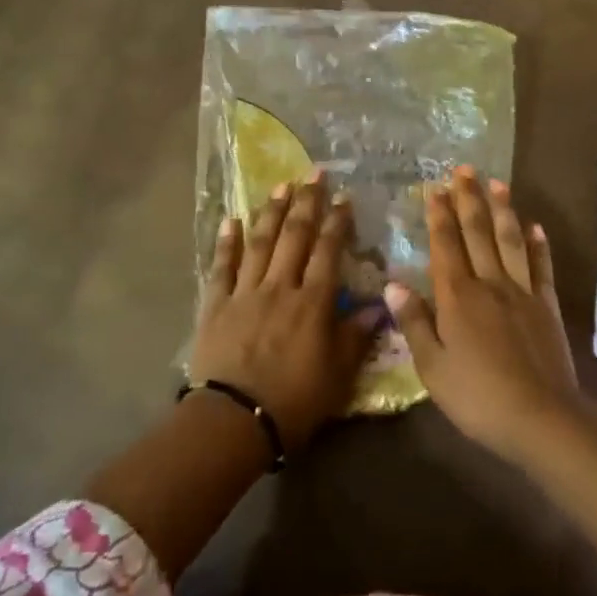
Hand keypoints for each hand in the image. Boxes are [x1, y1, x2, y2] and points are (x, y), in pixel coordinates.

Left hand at [190, 173, 375, 453]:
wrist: (234, 422)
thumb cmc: (294, 402)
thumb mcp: (338, 376)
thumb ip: (356, 336)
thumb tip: (380, 306)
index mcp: (313, 302)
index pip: (328, 251)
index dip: (337, 222)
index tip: (344, 198)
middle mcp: (281, 287)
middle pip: (295, 236)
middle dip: (306, 202)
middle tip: (313, 173)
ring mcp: (245, 292)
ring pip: (261, 242)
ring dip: (272, 211)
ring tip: (281, 185)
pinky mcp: (216, 305)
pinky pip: (222, 267)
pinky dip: (227, 242)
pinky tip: (231, 220)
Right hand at [385, 166, 578, 459]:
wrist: (541, 418)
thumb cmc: (477, 396)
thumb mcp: (432, 367)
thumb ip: (413, 323)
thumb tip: (393, 284)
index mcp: (457, 296)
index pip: (446, 245)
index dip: (440, 215)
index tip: (435, 188)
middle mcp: (490, 283)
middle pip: (478, 232)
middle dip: (469, 199)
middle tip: (464, 169)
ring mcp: (522, 292)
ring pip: (510, 240)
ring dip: (503, 209)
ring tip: (497, 183)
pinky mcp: (546, 305)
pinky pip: (541, 267)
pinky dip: (538, 244)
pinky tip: (535, 226)